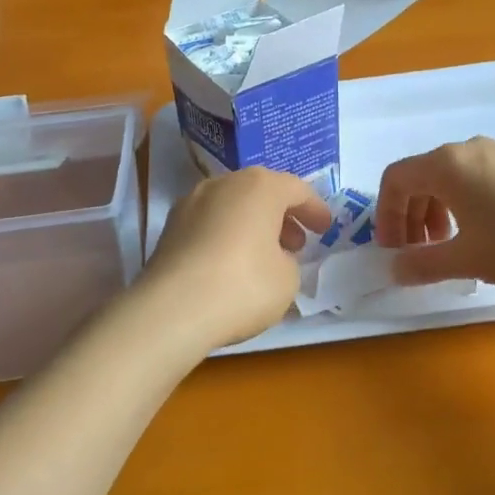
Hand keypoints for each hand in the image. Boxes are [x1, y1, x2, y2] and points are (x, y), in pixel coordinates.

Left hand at [140, 168, 332, 349]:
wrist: (171, 310)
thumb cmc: (243, 286)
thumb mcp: (287, 279)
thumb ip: (288, 260)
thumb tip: (272, 257)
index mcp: (260, 186)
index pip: (296, 189)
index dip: (315, 209)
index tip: (324, 229)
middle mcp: (224, 184)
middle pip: (261, 191)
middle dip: (282, 215)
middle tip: (297, 243)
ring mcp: (191, 203)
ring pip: (232, 206)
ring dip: (253, 224)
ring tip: (265, 256)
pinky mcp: (170, 227)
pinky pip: (210, 224)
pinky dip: (227, 235)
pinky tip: (233, 264)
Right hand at [375, 138, 494, 291]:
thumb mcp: (466, 259)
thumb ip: (422, 263)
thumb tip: (395, 269)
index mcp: (446, 164)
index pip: (395, 179)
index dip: (385, 215)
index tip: (392, 250)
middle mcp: (467, 150)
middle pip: (420, 177)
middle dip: (408, 216)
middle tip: (414, 254)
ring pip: (447, 179)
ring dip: (433, 213)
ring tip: (445, 247)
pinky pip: (472, 180)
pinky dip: (459, 205)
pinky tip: (476, 236)